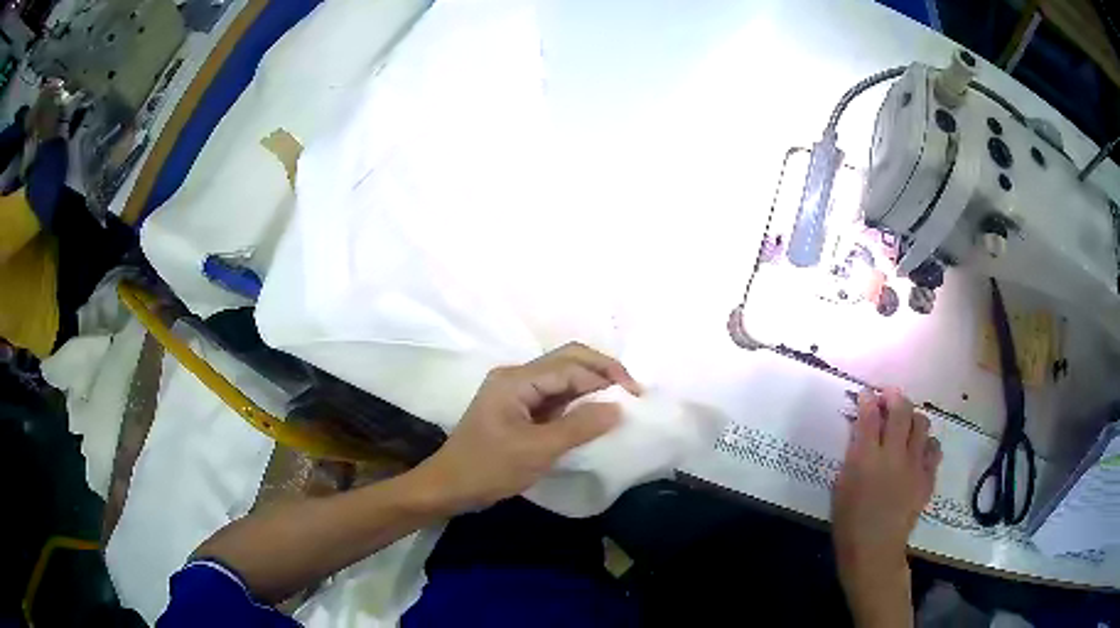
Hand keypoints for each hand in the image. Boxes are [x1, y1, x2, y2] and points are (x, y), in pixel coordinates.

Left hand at [413, 342, 640, 513]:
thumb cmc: (488, 469)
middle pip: (567, 361)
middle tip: (631, 392)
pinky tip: (594, 415)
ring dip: (591, 386)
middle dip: (601, 372)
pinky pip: (554, 396)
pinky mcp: (518, 408)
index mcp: (516, 380)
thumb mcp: (536, 451)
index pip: (570, 367)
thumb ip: (579, 426)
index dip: (605, 376)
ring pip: (562, 377)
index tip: (636, 396)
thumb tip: (618, 407)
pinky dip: (577, 402)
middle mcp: (516, 377)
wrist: (449, 487)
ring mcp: (516, 392)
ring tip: (620, 402)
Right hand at [832, 388, 941, 626]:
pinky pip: (934, 448)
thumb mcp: (841, 486)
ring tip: (907, 424)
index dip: (868, 399)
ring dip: (913, 418)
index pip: (869, 415)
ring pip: (922, 423)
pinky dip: (927, 443)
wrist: (875, 550)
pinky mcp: (928, 477)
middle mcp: (894, 455)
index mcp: (866, 458)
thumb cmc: (849, 522)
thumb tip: (861, 432)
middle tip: (889, 397)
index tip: (867, 395)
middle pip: (901, 411)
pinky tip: (919, 451)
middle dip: (895, 397)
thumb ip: (853, 455)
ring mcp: (915, 465)